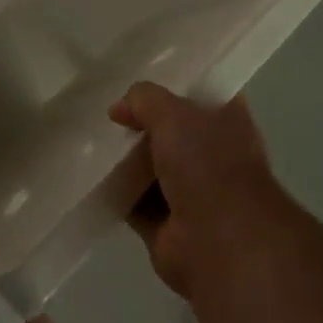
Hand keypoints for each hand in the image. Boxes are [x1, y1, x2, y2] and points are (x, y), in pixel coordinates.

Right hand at [109, 82, 281, 299]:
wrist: (219, 242)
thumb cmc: (206, 163)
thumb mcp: (172, 113)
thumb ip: (143, 100)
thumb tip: (118, 108)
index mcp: (229, 122)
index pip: (200, 95)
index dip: (171, 87)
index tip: (139, 80)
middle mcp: (214, 156)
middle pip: (171, 132)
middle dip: (143, 124)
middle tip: (111, 113)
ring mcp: (194, 194)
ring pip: (153, 168)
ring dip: (127, 160)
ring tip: (93, 140)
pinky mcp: (169, 226)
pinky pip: (136, 202)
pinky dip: (118, 193)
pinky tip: (94, 176)